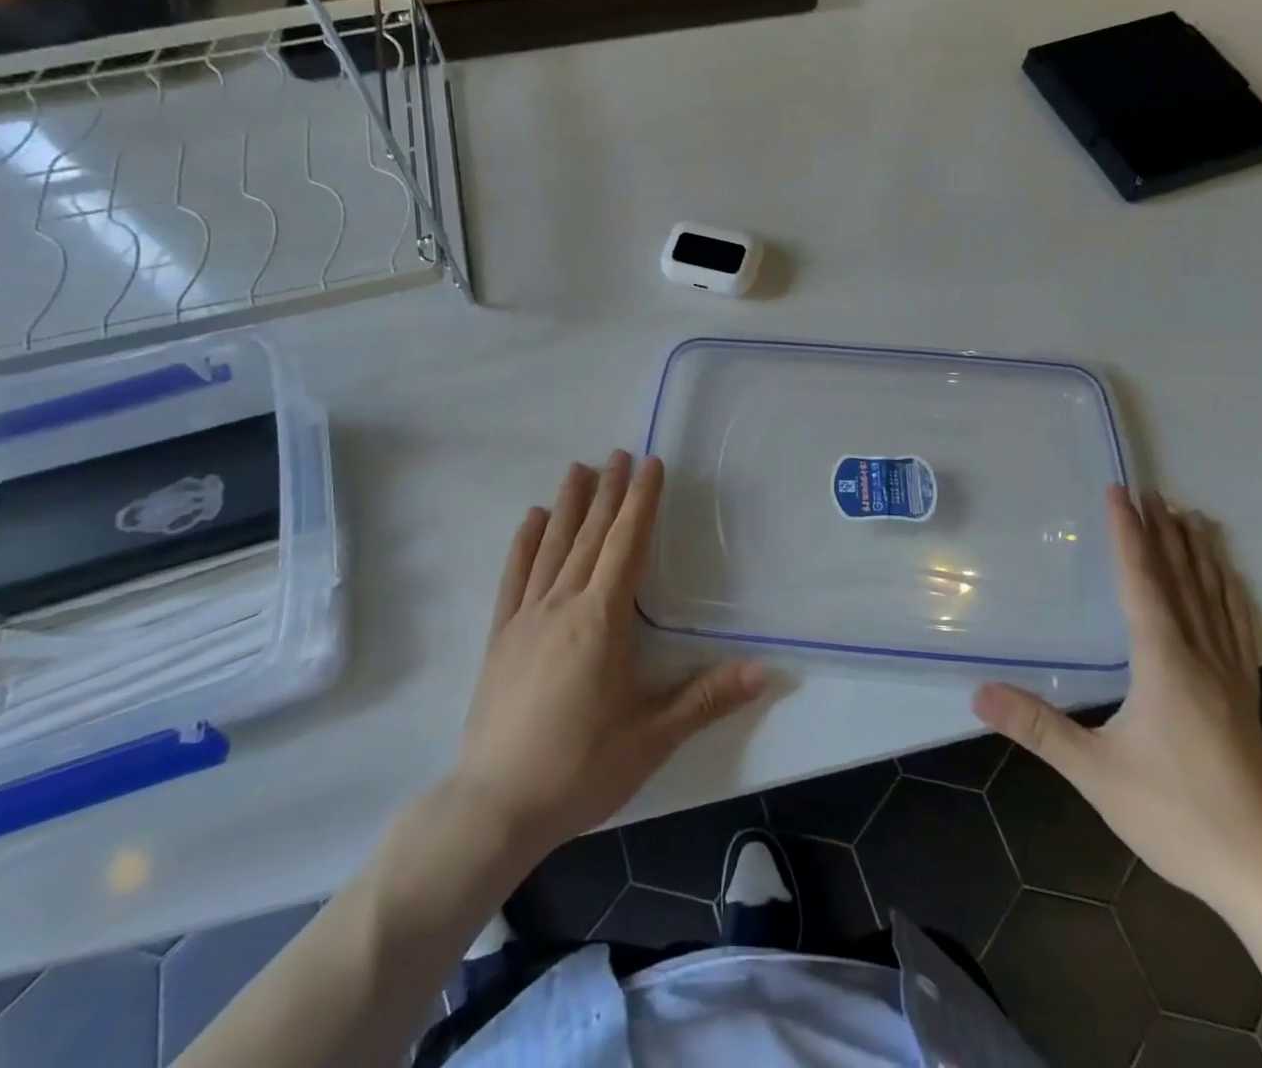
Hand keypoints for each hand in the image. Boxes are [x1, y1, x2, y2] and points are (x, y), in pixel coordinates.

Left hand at [451, 451, 769, 860]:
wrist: (494, 806)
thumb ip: (708, 698)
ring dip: (568, 504)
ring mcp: (525, 617)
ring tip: (579, 469)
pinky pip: (513, 575)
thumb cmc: (580, 768)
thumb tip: (767, 671)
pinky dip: (524, 542)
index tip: (650, 464)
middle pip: (590, 535)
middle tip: (619, 453)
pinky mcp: (499, 635)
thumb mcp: (653, 737)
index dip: (642, 502)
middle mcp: (562, 604)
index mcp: (602, 619)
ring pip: (551, 546)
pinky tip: (531, 519)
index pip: (627, 544)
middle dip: (609, 492)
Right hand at [973, 487, 1261, 918]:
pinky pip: (1240, 630)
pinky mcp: (1246, 700)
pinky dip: (1233, 595)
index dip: (1128, 535)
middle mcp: (1201, 658)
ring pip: (1215, 599)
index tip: (1120, 493)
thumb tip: (977, 693)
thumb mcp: (1096, 772)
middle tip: (1153, 491)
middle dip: (1164, 533)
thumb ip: (1038, 728)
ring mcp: (1231, 678)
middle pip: (1181, 580)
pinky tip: (1232, 585)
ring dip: (1200, 555)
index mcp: (1165, 663)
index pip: (1142, 583)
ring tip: (1193, 518)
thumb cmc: (1178, 815)